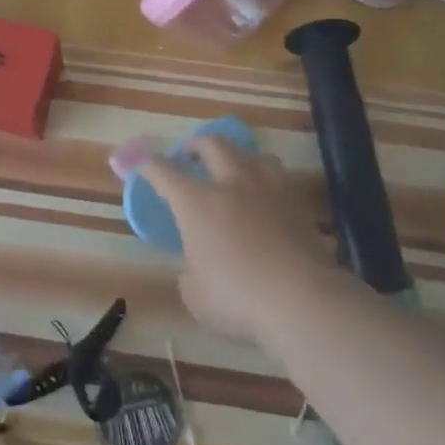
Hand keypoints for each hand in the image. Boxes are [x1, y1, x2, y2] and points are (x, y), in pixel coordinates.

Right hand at [138, 138, 334, 342]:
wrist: (302, 300)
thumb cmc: (236, 298)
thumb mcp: (196, 295)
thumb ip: (190, 274)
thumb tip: (197, 268)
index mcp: (196, 203)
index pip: (165, 172)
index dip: (149, 165)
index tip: (141, 162)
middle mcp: (231, 185)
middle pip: (213, 145)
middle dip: (197, 144)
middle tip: (190, 153)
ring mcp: (269, 191)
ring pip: (252, 155)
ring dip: (237, 156)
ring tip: (233, 167)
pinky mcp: (298, 206)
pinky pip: (278, 179)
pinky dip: (264, 180)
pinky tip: (264, 197)